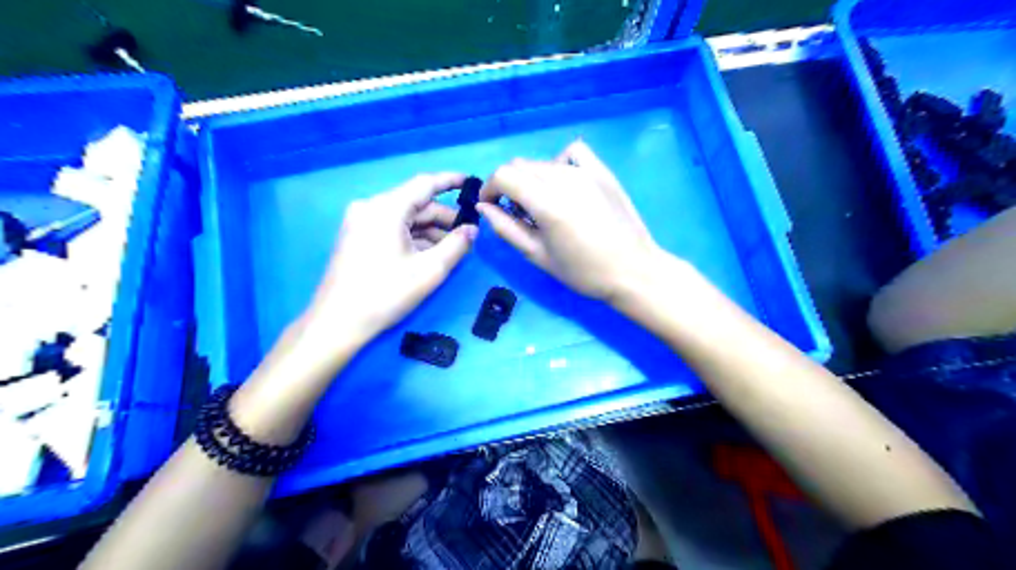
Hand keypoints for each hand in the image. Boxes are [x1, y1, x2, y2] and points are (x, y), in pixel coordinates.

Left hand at [299, 175, 479, 352]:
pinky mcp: (356, 237)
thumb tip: (473, 229)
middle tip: (469, 233)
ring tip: (453, 248)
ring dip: (430, 230)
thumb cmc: (386, 294)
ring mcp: (360, 222)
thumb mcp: (429, 270)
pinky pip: (392, 228)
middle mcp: (371, 207)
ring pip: (404, 218)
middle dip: (443, 218)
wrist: (337, 323)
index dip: (451, 181)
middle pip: (415, 203)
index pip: (425, 184)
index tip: (473, 183)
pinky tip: (429, 254)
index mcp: (386, 208)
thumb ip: (456, 245)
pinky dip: (413, 237)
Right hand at [481, 140, 664, 302]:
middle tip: (517, 213)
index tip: (491, 206)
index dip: (489, 188)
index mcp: (547, 203)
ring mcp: (586, 172)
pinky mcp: (602, 171)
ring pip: (543, 162)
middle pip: (520, 166)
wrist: (633, 270)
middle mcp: (564, 179)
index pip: (504, 175)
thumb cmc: (583, 272)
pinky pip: (572, 153)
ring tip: (544, 205)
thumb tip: (484, 208)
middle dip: (508, 186)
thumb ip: (507, 229)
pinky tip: (564, 183)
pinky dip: (559, 163)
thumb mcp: (538, 256)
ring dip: (532, 179)